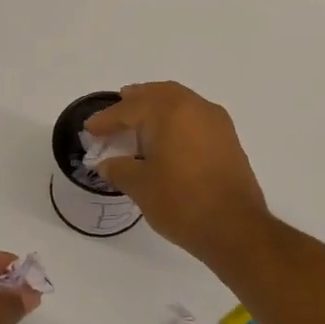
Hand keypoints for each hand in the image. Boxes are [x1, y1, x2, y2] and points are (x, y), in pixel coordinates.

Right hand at [85, 82, 270, 264]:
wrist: (235, 228)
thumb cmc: (181, 202)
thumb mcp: (140, 186)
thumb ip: (118, 168)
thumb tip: (106, 164)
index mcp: (169, 111)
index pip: (129, 109)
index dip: (106, 119)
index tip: (90, 129)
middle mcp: (195, 107)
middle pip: (157, 95)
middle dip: (133, 103)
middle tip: (114, 115)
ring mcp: (216, 121)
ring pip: (179, 103)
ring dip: (156, 109)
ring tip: (138, 124)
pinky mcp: (228, 139)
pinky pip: (194, 117)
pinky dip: (175, 121)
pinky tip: (165, 140)